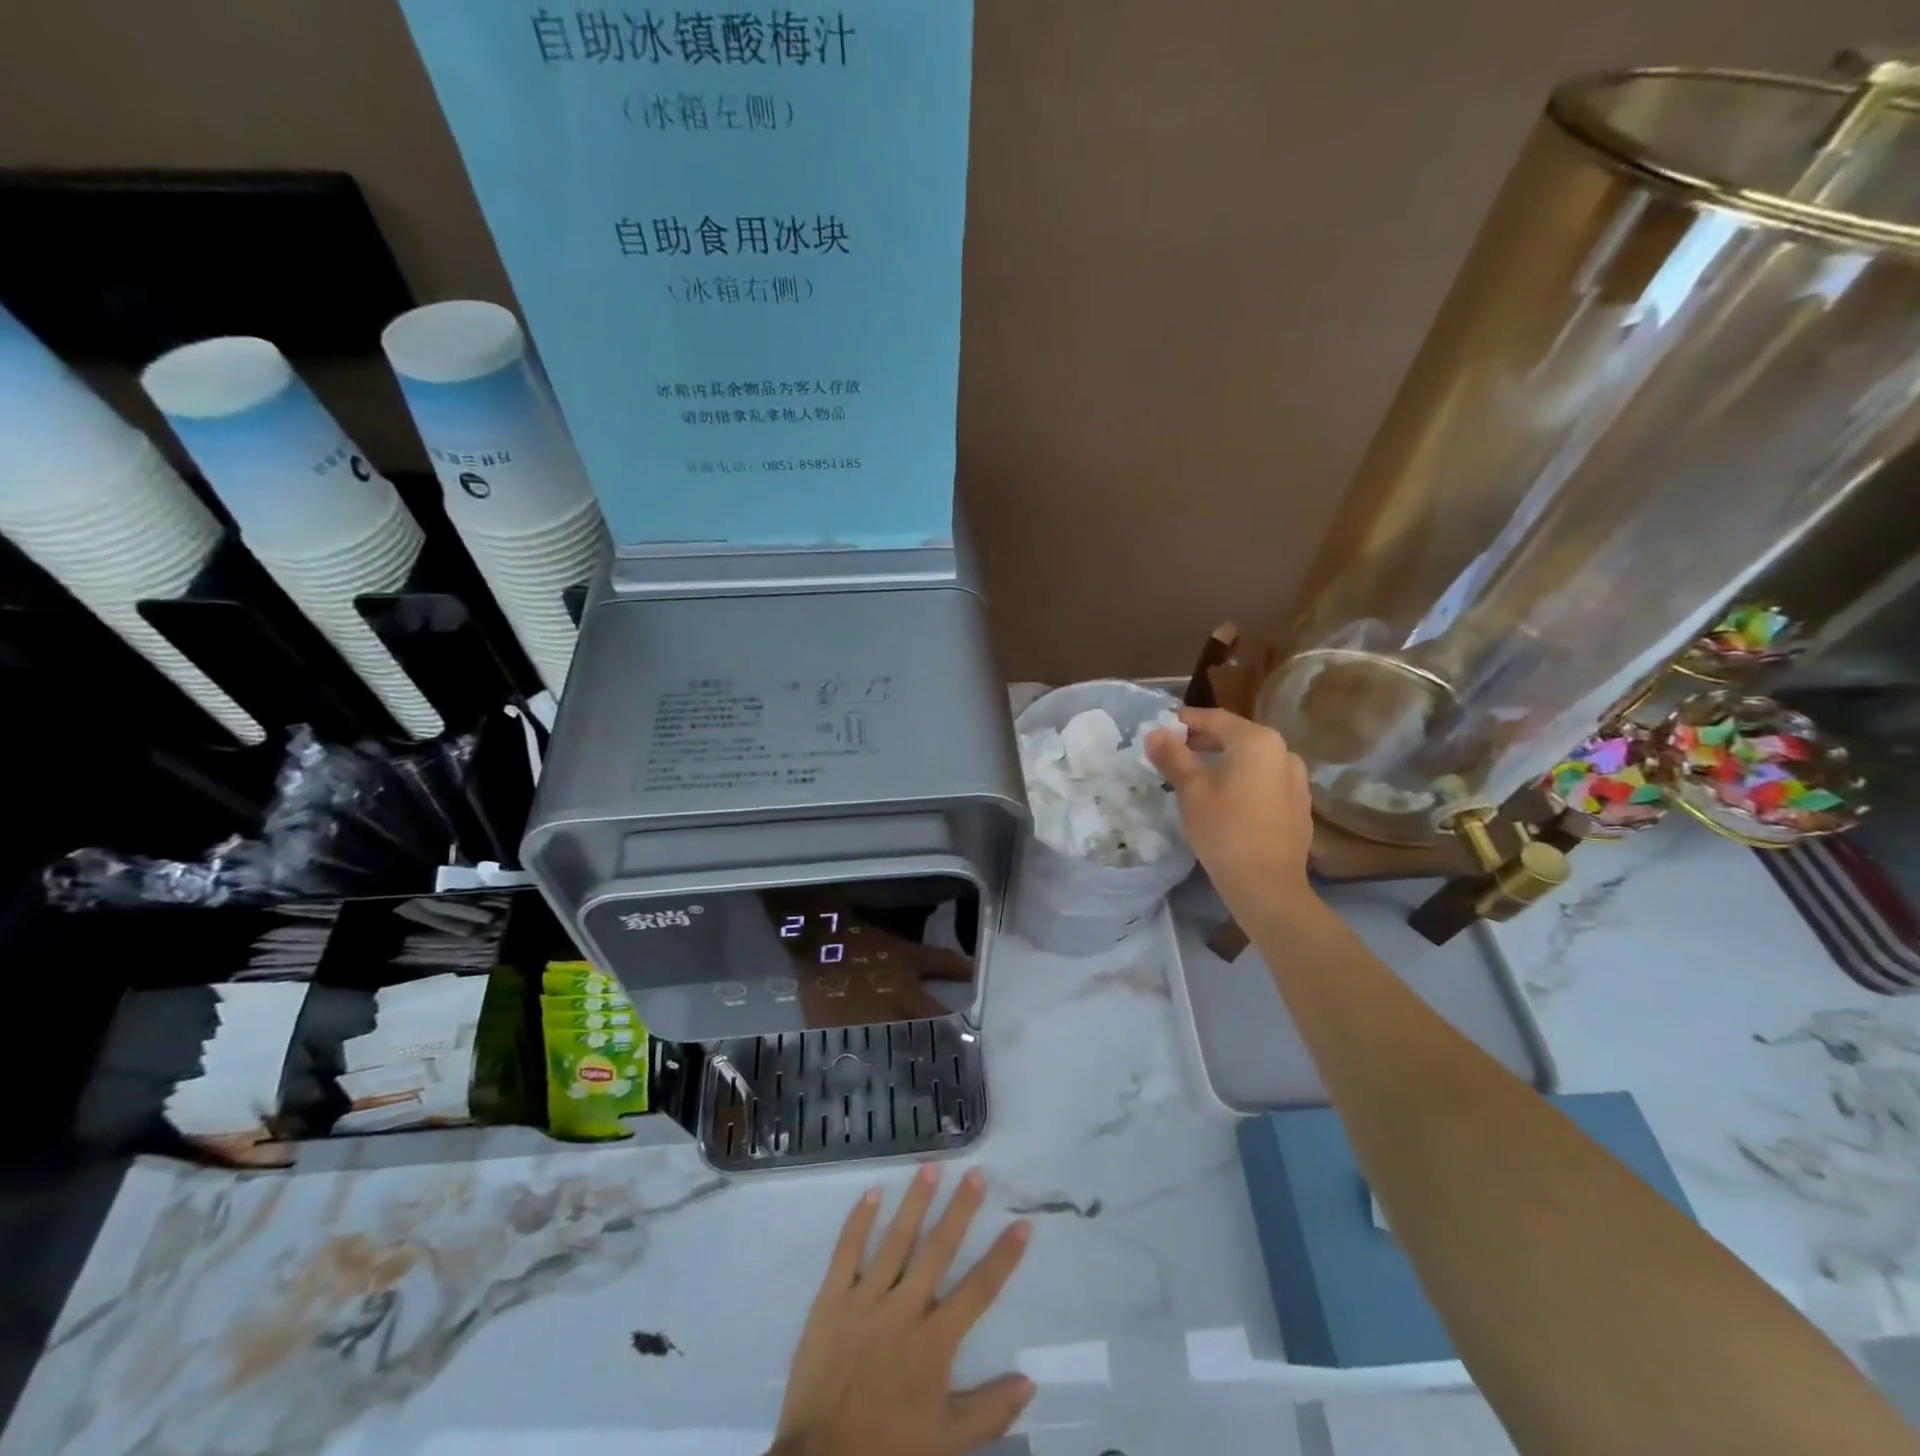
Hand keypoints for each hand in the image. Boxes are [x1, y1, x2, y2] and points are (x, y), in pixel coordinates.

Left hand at [772, 1165, 1034, 1455]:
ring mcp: (865, 1300)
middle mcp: (904, 1309)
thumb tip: (1030, 1382)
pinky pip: (846, 1253)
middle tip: (975, 1173)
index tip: (1021, 1223)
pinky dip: (859, 1222)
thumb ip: (989, 1411)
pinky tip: (872, 1192)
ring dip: (915, 1202)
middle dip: (960, 1210)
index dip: (1003, 1257)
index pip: (978, 1290)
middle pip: (938, 1250)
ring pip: (895, 1241)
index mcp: (934, 1342)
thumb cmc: (888, 1448)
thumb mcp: (946, 1441)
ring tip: (930, 1167)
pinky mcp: (831, 1300)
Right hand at [1147, 707, 1315, 922]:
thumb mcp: (1191, 790)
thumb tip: (1155, 733)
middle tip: (1173, 750)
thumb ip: (1172, 756)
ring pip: (1252, 760)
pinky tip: (1225, 799)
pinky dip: (1243, 780)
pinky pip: (1265, 780)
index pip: (1215, 719)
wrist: (1267, 886)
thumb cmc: (1224, 830)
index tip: (1162, 726)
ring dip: (1224, 760)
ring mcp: (1297, 779)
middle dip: (1203, 741)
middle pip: (1236, 737)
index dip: (1186, 720)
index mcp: (1257, 741)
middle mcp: (1284, 752)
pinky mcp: (1299, 805)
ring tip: (1196, 774)